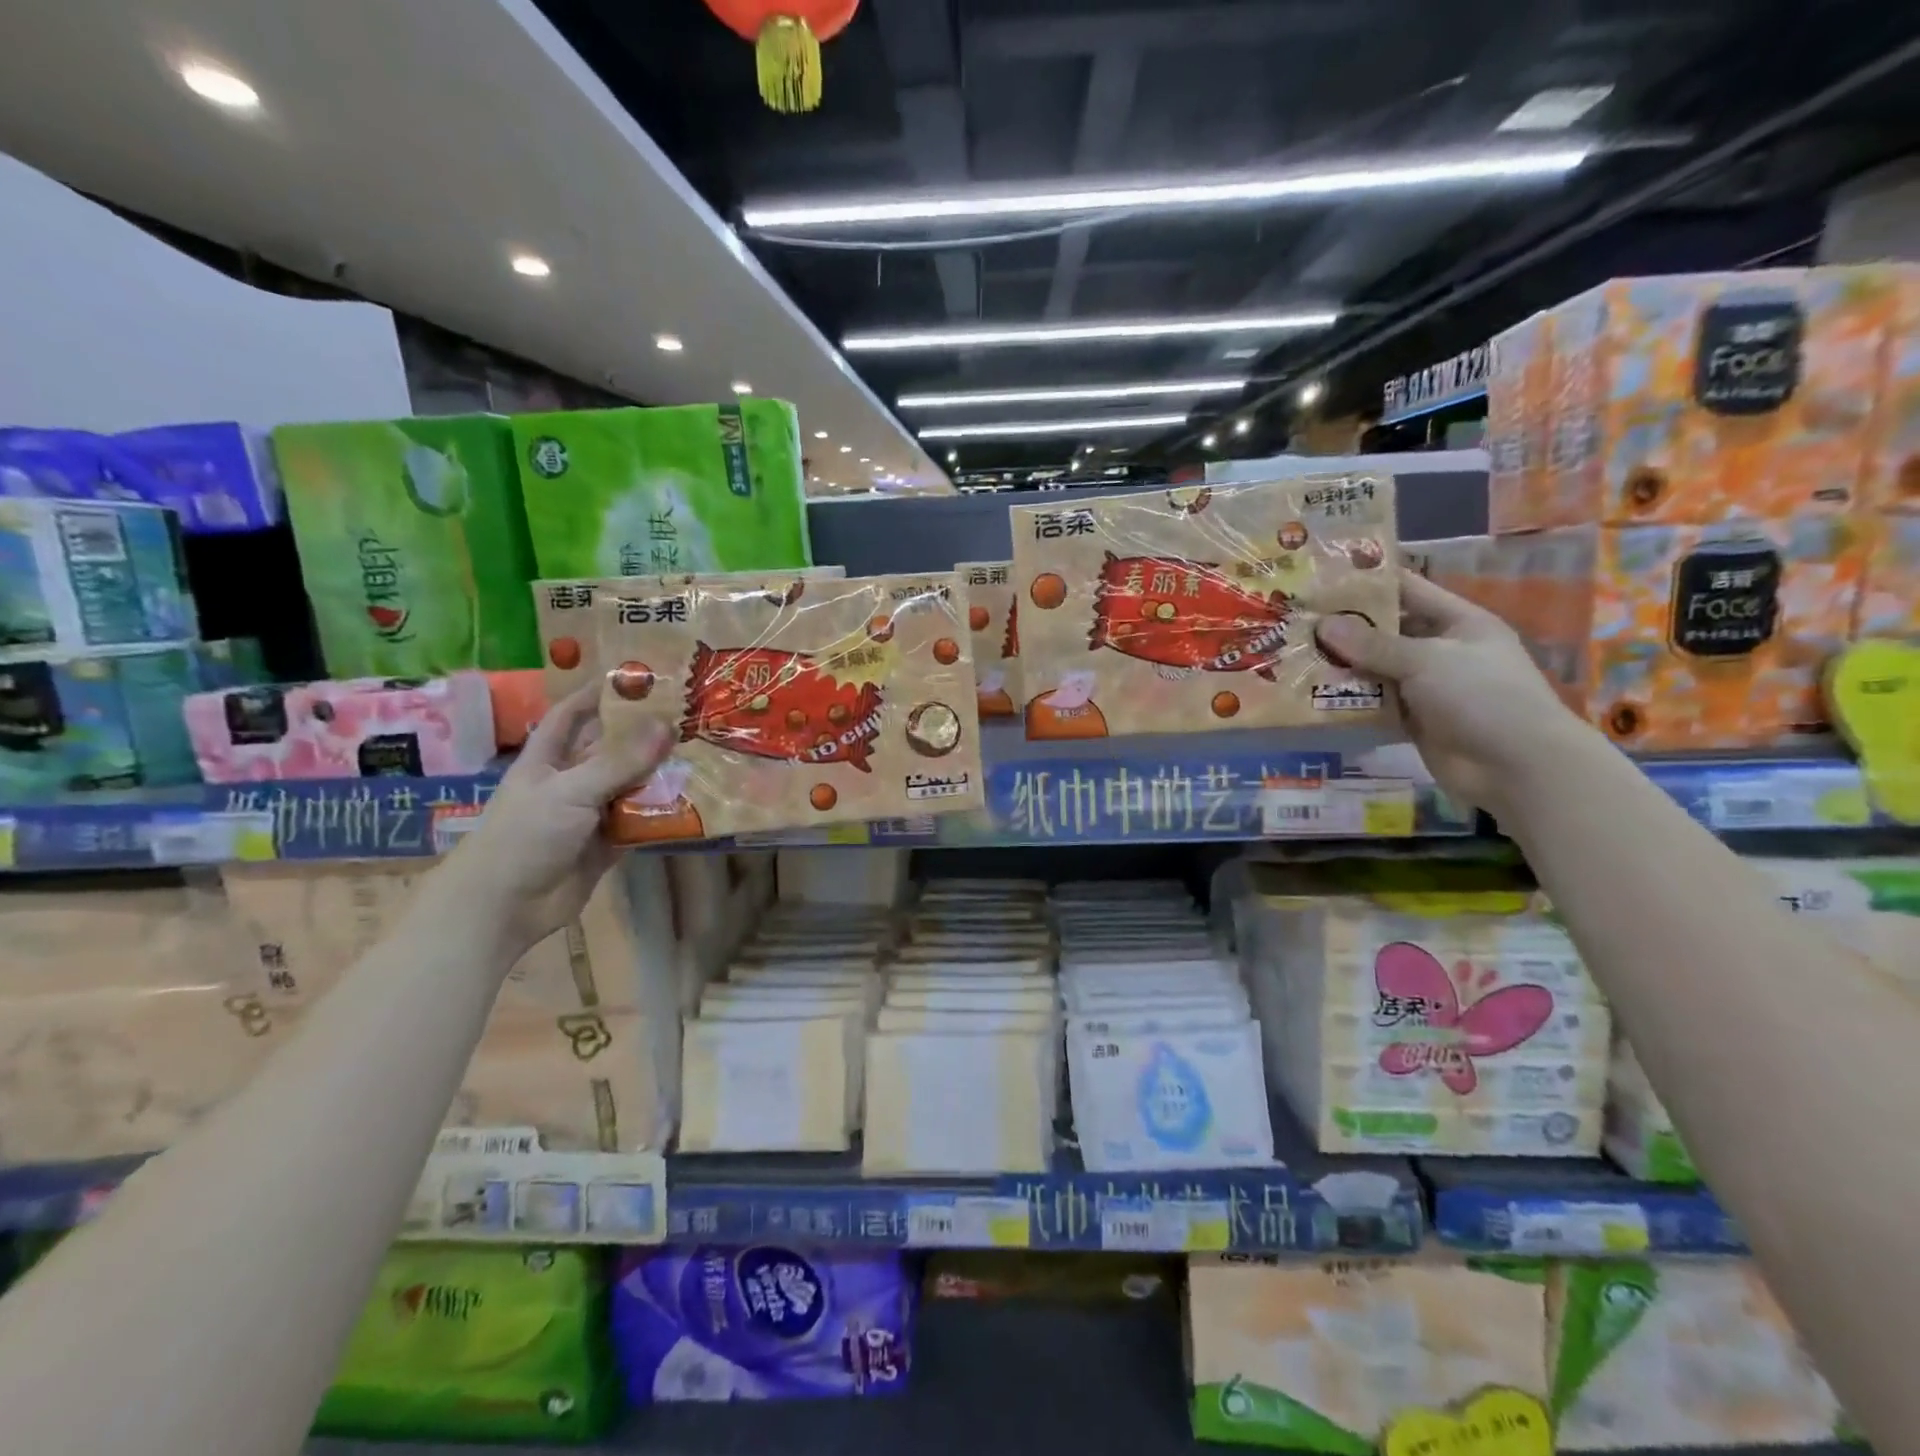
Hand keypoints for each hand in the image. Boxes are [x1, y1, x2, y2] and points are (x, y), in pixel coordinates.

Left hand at [434, 684, 672, 956]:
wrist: (504, 907)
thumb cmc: (525, 835)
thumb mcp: (571, 790)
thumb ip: (620, 761)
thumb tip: (668, 724)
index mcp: (547, 760)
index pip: (571, 716)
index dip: (596, 695)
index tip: (634, 678)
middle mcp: (570, 782)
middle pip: (610, 751)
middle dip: (644, 736)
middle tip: (689, 717)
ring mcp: (589, 815)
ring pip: (630, 787)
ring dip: (660, 777)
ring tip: (703, 756)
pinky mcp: (607, 845)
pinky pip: (640, 823)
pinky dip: (662, 816)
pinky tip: (694, 803)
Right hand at [1315, 570, 1588, 821]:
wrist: (1517, 766)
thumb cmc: (1482, 696)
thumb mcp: (1427, 661)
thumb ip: (1373, 645)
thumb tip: (1322, 625)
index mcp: (1458, 622)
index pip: (1409, 591)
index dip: (1370, 583)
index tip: (1324, 578)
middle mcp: (1442, 650)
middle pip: (1387, 632)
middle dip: (1345, 628)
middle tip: (1297, 621)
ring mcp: (1427, 687)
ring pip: (1376, 669)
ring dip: (1342, 666)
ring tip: (1294, 656)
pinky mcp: (1413, 720)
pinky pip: (1375, 704)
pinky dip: (1349, 701)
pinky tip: (1312, 695)